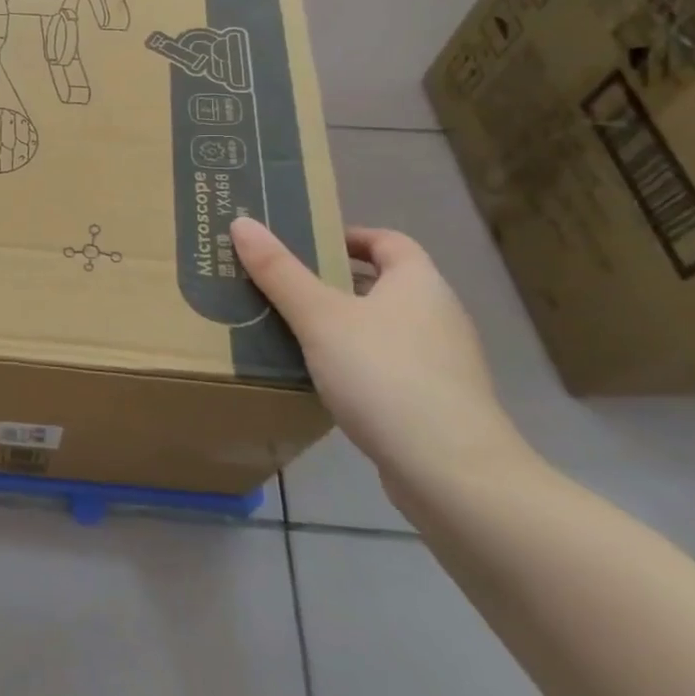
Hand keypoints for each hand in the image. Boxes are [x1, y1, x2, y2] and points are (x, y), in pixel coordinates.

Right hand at [230, 217, 532, 494]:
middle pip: (381, 284)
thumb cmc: (385, 377)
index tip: (303, 245)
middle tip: (279, 285)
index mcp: (419, 283)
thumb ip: (279, 271)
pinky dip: (353, 363)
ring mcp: (441, 363)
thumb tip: (242, 222)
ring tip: (288, 331)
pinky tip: (319, 379)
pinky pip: (385, 366)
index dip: (347, 236)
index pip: (387, 241)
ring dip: (340, 325)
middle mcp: (437, 315)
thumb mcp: (320, 317)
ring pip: (381, 328)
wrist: (452, 473)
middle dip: (332, 282)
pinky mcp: (435, 403)